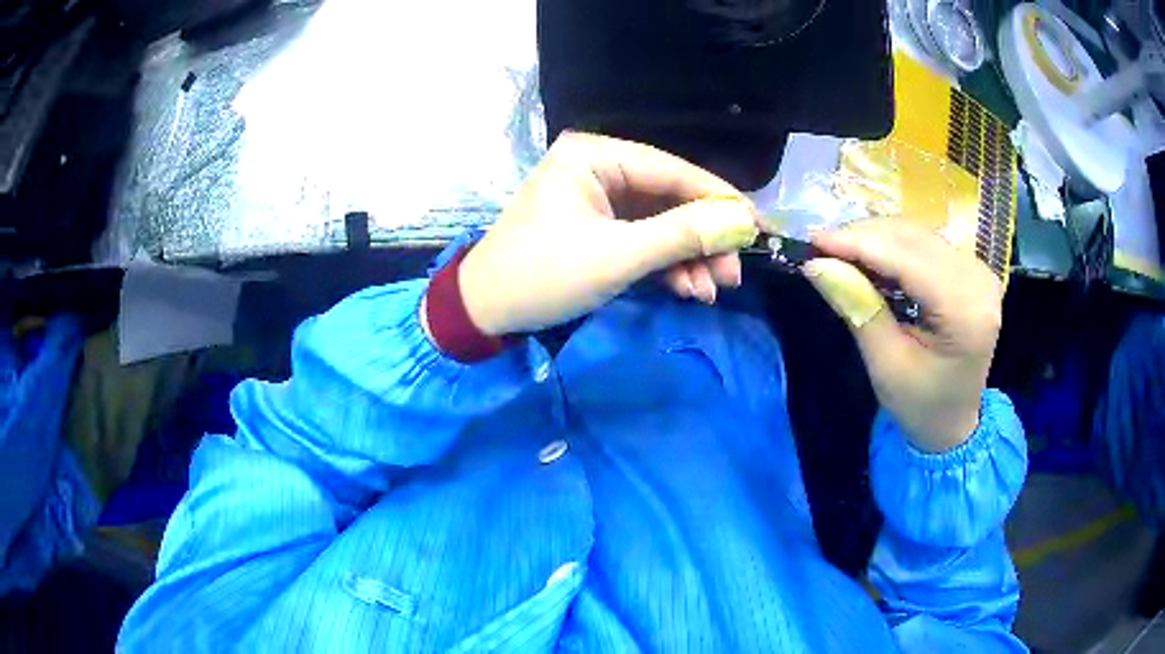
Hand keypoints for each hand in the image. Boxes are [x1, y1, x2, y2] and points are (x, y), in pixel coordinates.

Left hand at [458, 132, 758, 335]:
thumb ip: (682, 236)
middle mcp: (599, 167)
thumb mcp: (616, 256)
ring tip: (711, 291)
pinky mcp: (598, 227)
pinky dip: (666, 264)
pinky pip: (643, 239)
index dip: (718, 200)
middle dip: (703, 239)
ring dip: (688, 256)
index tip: (757, 228)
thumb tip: (744, 222)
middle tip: (732, 275)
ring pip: (661, 222)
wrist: (484, 312)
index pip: (672, 170)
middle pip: (670, 198)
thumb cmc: (542, 275)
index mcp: (595, 156)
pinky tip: (687, 289)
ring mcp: (599, 198)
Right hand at [804, 220, 1003, 451]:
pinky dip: (893, 245)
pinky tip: (869, 256)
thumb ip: (858, 309)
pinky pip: (926, 243)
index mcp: (966, 312)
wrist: (953, 423)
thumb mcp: (885, 365)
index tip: (813, 241)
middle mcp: (979, 280)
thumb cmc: (920, 405)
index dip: (859, 244)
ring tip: (839, 251)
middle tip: (821, 247)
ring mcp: (979, 271)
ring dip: (876, 237)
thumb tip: (817, 264)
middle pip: (914, 239)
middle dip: (864, 237)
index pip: (908, 260)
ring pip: (918, 235)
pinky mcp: (972, 269)